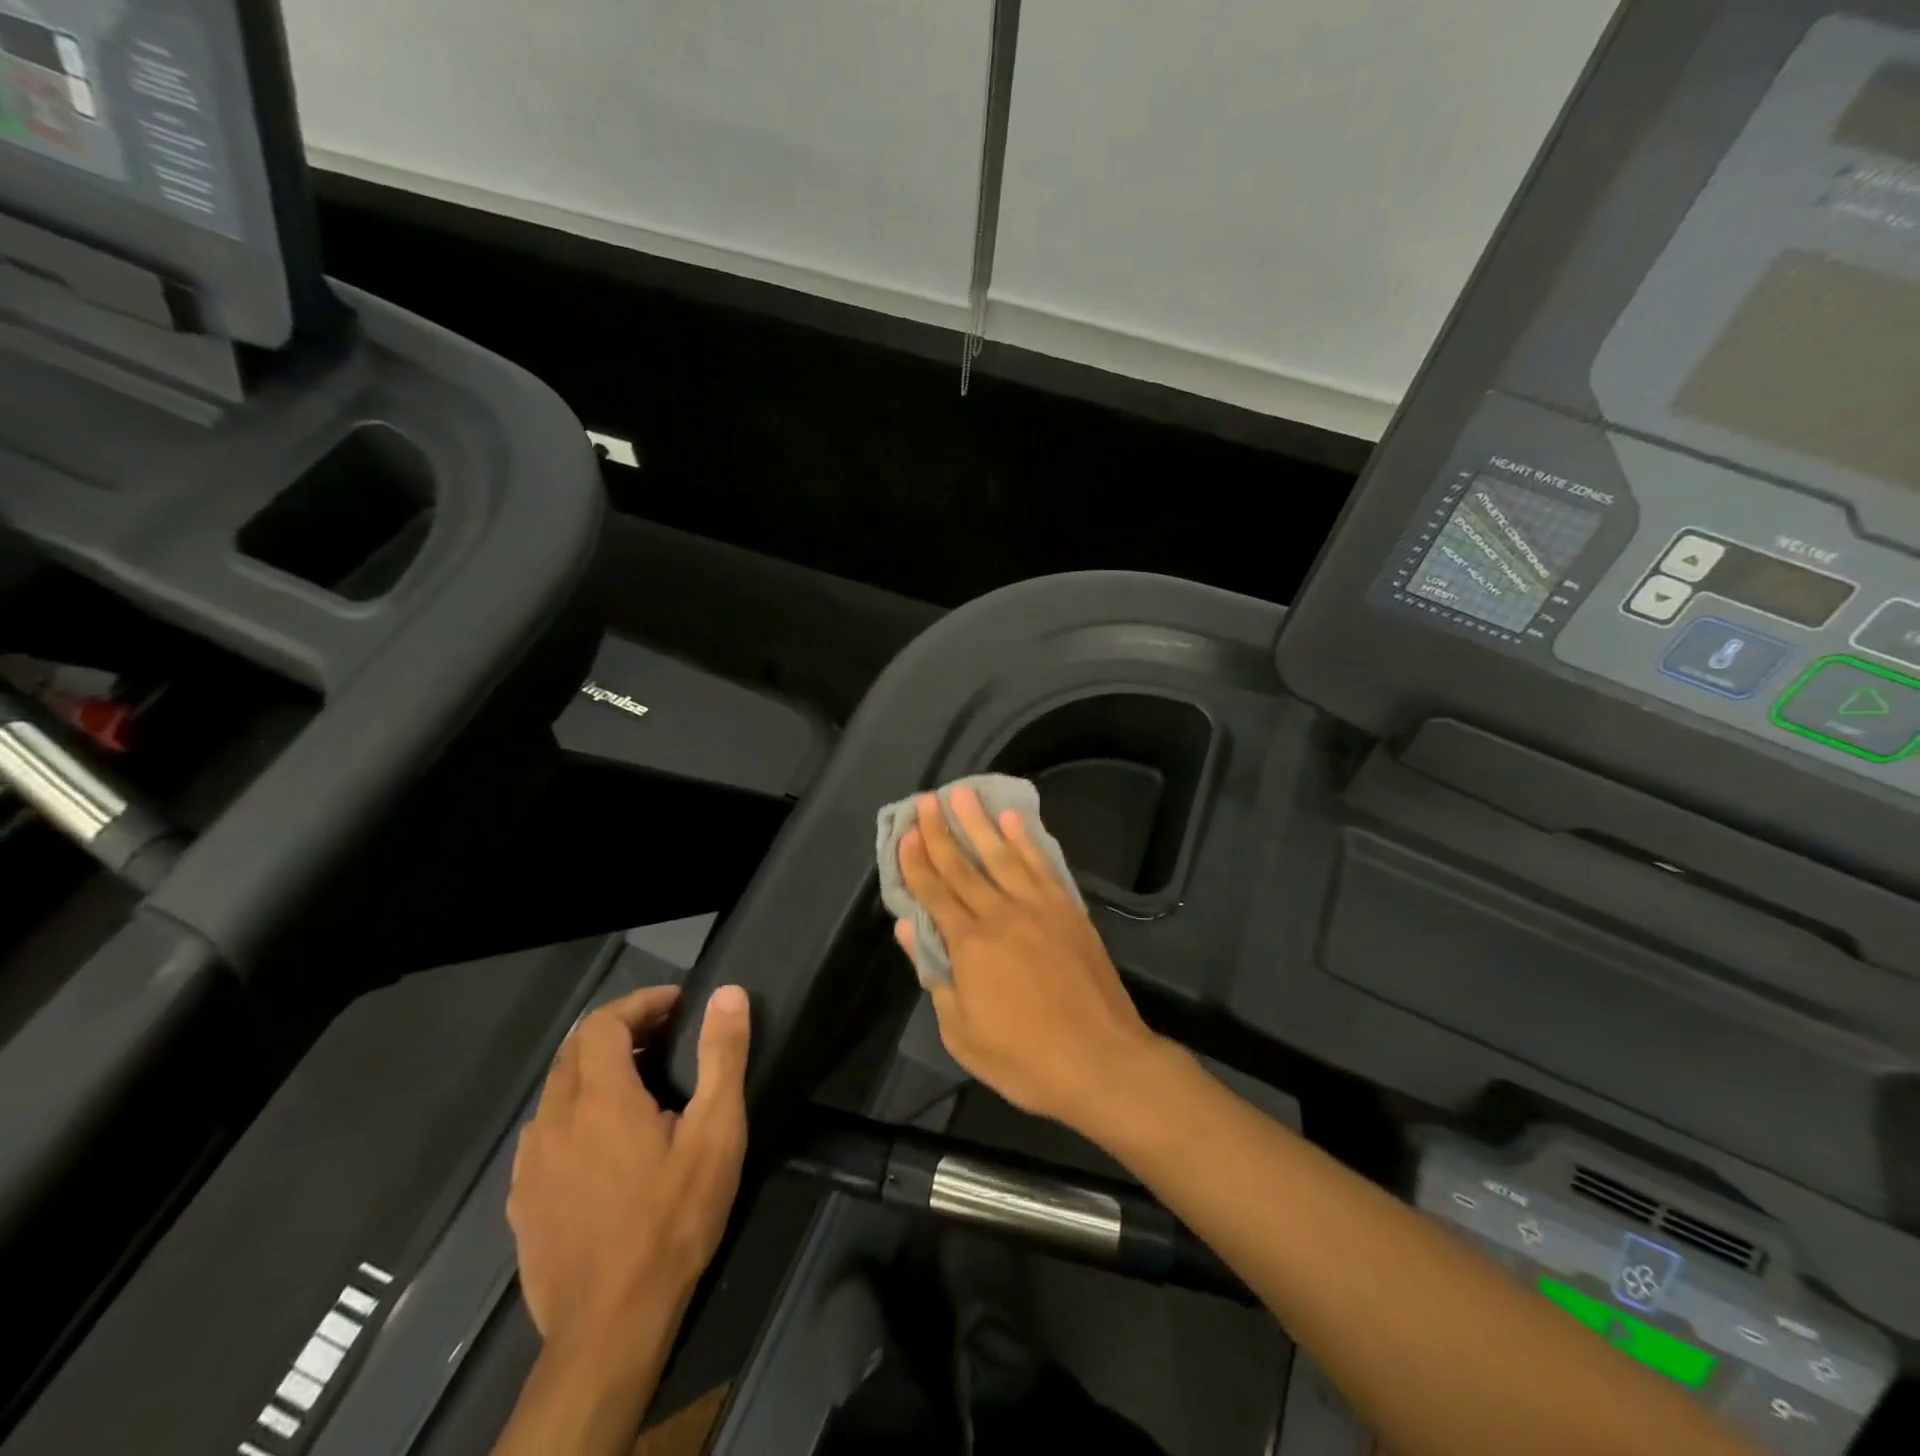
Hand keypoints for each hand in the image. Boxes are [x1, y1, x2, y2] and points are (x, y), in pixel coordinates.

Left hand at [507, 984, 749, 1359]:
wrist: (610, 1327)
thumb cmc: (672, 1221)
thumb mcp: (716, 1134)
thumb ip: (722, 1057)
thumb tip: (727, 993)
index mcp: (598, 1098)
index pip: (604, 1022)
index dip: (640, 1003)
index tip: (677, 1004)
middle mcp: (553, 1120)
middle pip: (575, 1049)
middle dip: (619, 1029)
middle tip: (663, 1034)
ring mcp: (529, 1164)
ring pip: (555, 1090)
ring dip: (593, 1069)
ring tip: (637, 1081)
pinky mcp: (521, 1201)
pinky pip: (543, 1132)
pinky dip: (574, 1110)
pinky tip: (603, 1141)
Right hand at [896, 787, 1162, 1133]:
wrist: (1101, 1061)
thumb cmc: (1024, 1059)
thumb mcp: (961, 1032)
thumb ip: (934, 975)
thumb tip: (907, 929)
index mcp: (970, 945)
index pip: (934, 893)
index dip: (916, 862)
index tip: (905, 833)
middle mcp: (1001, 915)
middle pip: (963, 866)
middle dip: (940, 832)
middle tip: (925, 800)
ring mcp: (1039, 908)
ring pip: (1002, 855)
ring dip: (979, 823)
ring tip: (963, 794)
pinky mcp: (1068, 910)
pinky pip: (1042, 866)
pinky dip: (1025, 840)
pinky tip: (1013, 820)